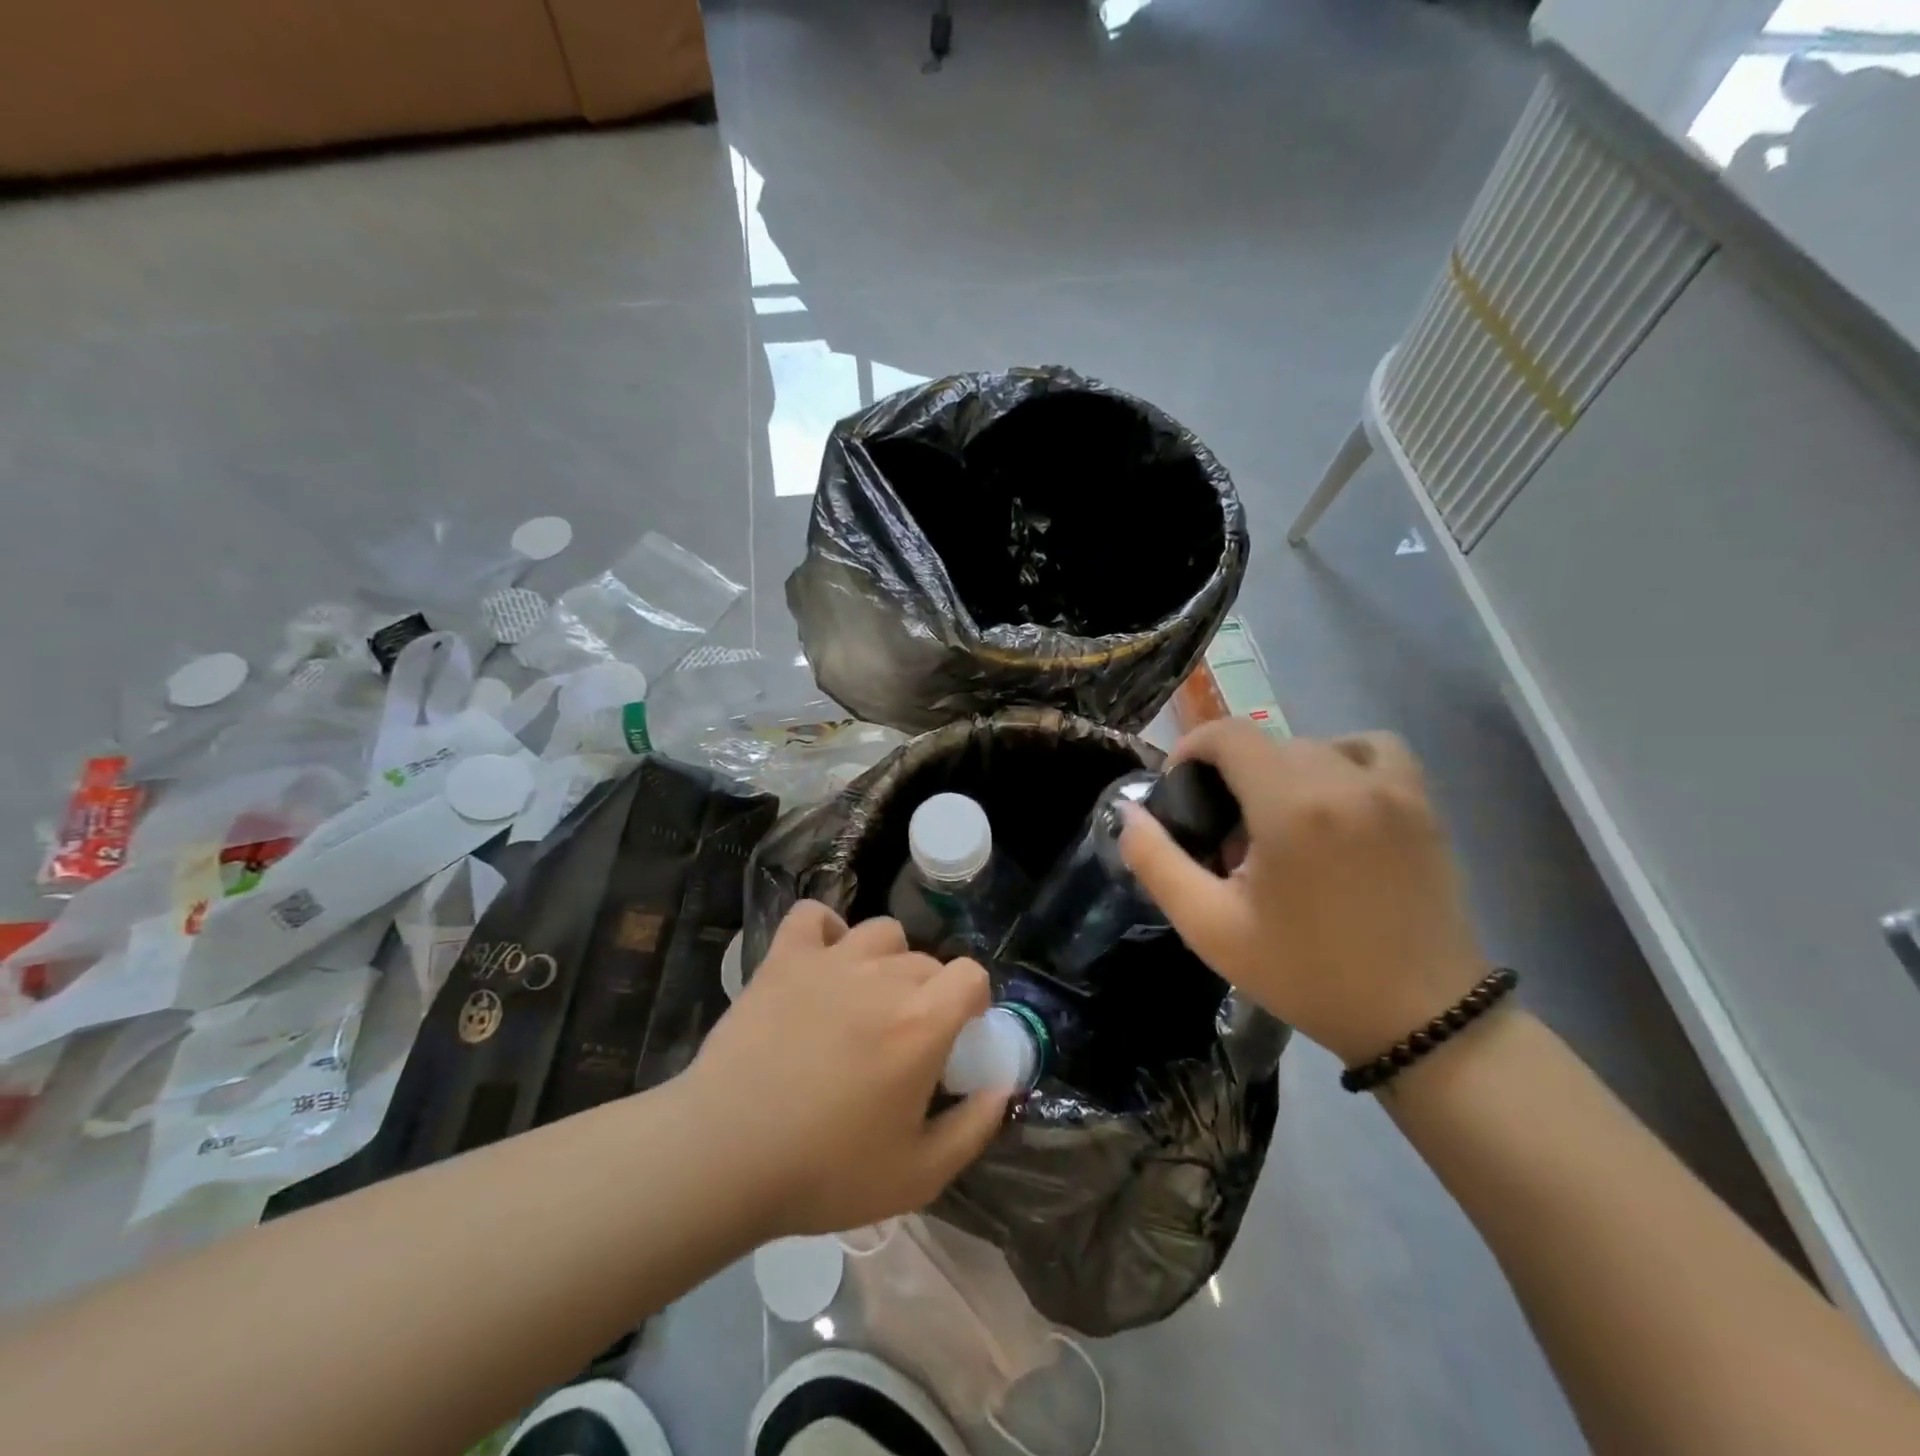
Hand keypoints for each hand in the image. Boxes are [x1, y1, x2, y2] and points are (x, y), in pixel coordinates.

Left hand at [685, 903, 1006, 1236]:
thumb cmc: (824, 1171)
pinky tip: (822, 960)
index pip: (971, 974)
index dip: (973, 1000)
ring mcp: (831, 960)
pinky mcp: (784, 958)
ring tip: (866, 997)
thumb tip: (1001, 1088)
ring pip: (881, 932)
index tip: (958, 1032)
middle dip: (929, 993)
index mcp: (922, 1022)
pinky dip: (824, 930)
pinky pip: (813, 916)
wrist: (724, 1155)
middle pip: (926, 961)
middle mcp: (883, 976)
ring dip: (886, 959)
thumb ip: (973, 1129)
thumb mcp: (918, 1175)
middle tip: (903, 1038)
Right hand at [1118, 720, 1488, 1064]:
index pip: (1229, 735)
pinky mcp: (1422, 804)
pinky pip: (1373, 749)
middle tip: (1226, 833)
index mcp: (1290, 806)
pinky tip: (1333, 800)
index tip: (1181, 789)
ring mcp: (1391, 789)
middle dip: (1233, 773)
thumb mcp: (1211, 927)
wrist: (1420, 1019)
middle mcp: (1343, 781)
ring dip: (1283, 767)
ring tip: (1278, 817)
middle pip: (1268, 742)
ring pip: (1315, 743)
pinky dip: (1343, 758)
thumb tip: (1128, 814)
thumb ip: (1157, 862)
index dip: (1193, 749)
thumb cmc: (1306, 974)